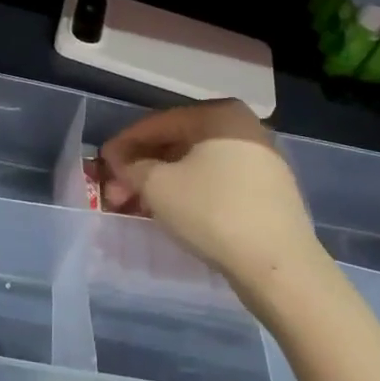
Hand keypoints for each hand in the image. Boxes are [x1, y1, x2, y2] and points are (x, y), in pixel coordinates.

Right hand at [99, 100, 328, 310]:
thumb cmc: (212, 211)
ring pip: (196, 166)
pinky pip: (216, 183)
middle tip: (115, 194)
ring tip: (137, 206)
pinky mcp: (267, 193)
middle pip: (178, 144)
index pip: (159, 123)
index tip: (102, 164)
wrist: (278, 266)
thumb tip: (122, 162)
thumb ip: (132, 167)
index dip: (125, 144)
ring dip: (162, 183)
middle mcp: (245, 128)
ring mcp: (260, 161)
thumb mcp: (158, 185)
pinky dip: (189, 193)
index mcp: (220, 115)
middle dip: (142, 168)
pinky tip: (170, 213)